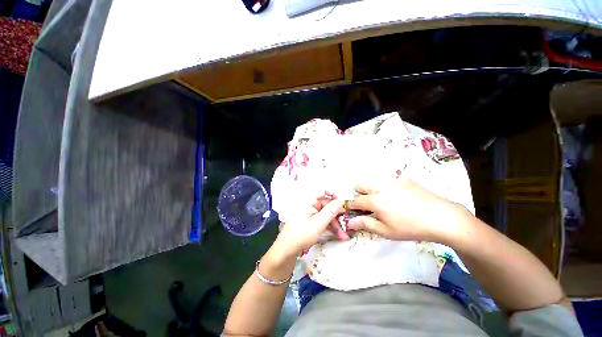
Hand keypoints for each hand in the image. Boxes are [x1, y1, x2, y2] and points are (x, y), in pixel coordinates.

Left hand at [275, 192, 347, 256]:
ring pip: (326, 215)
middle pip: (326, 205)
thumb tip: (341, 201)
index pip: (322, 191)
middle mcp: (310, 206)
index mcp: (308, 201)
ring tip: (344, 235)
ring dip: (336, 224)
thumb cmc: (300, 235)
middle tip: (347, 224)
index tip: (343, 203)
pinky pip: (323, 222)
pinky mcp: (311, 224)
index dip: (333, 195)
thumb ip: (330, 212)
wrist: (286, 252)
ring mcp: (310, 215)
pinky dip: (330, 228)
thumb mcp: (317, 224)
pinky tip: (338, 235)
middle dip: (337, 215)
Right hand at [346, 179, 466, 242]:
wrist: (442, 217)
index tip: (354, 212)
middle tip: (370, 206)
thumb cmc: (411, 228)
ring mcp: (392, 181)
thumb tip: (349, 222)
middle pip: (360, 184)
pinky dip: (386, 188)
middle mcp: (380, 187)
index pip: (355, 201)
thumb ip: (365, 224)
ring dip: (372, 190)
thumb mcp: (386, 231)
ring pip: (373, 182)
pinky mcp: (403, 179)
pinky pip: (387, 181)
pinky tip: (400, 199)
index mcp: (374, 200)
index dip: (351, 206)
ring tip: (386, 202)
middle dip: (359, 194)